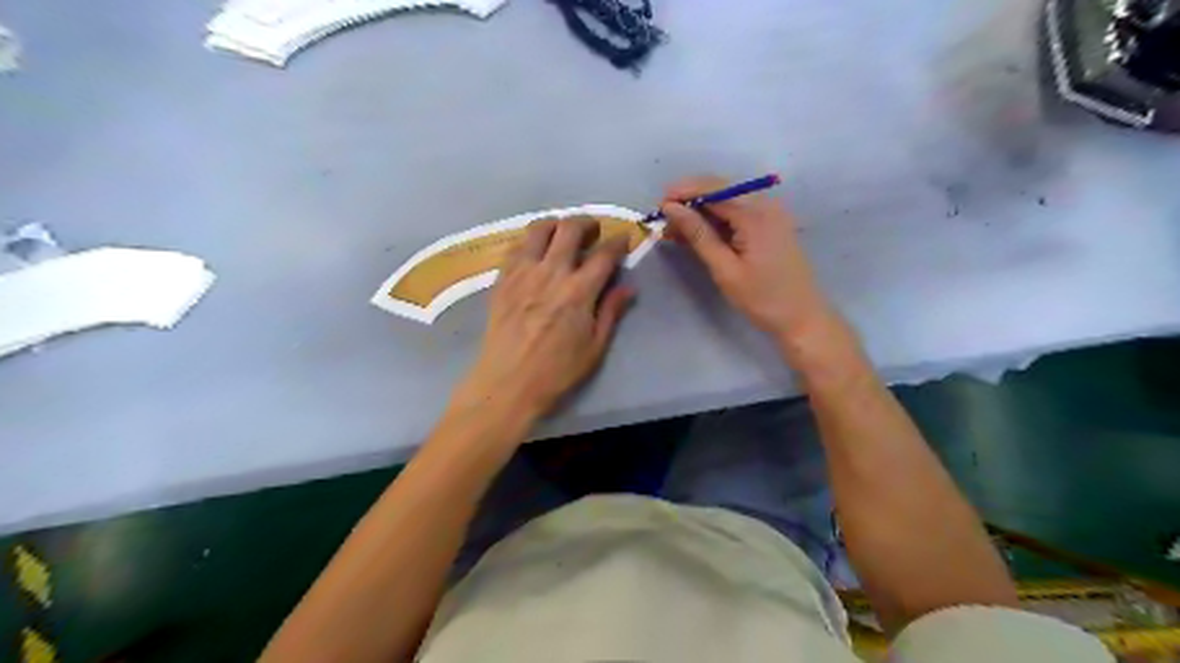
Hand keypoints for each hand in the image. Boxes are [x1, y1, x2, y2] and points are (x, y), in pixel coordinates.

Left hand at [454, 219, 635, 424]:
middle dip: (587, 223)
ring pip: (539, 229)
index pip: (604, 254)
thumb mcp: (595, 347)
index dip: (618, 242)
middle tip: (593, 231)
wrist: (508, 383)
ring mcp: (522, 273)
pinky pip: (516, 247)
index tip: (624, 240)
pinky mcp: (502, 279)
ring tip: (562, 234)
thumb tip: (629, 288)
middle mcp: (551, 273)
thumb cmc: (557, 371)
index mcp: (579, 291)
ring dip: (556, 225)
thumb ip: (611, 312)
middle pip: (570, 228)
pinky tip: (535, 253)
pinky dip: (530, 242)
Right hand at [662, 172, 838, 342]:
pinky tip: (696, 234)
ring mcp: (770, 213)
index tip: (657, 207)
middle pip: (720, 190)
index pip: (713, 189)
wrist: (802, 317)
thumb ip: (698, 235)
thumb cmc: (762, 298)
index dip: (683, 193)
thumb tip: (671, 208)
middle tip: (663, 221)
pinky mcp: (769, 224)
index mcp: (756, 214)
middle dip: (689, 201)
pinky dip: (715, 221)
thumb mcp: (725, 269)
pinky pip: (737, 213)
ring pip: (726, 201)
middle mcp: (765, 204)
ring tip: (674, 231)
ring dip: (700, 212)